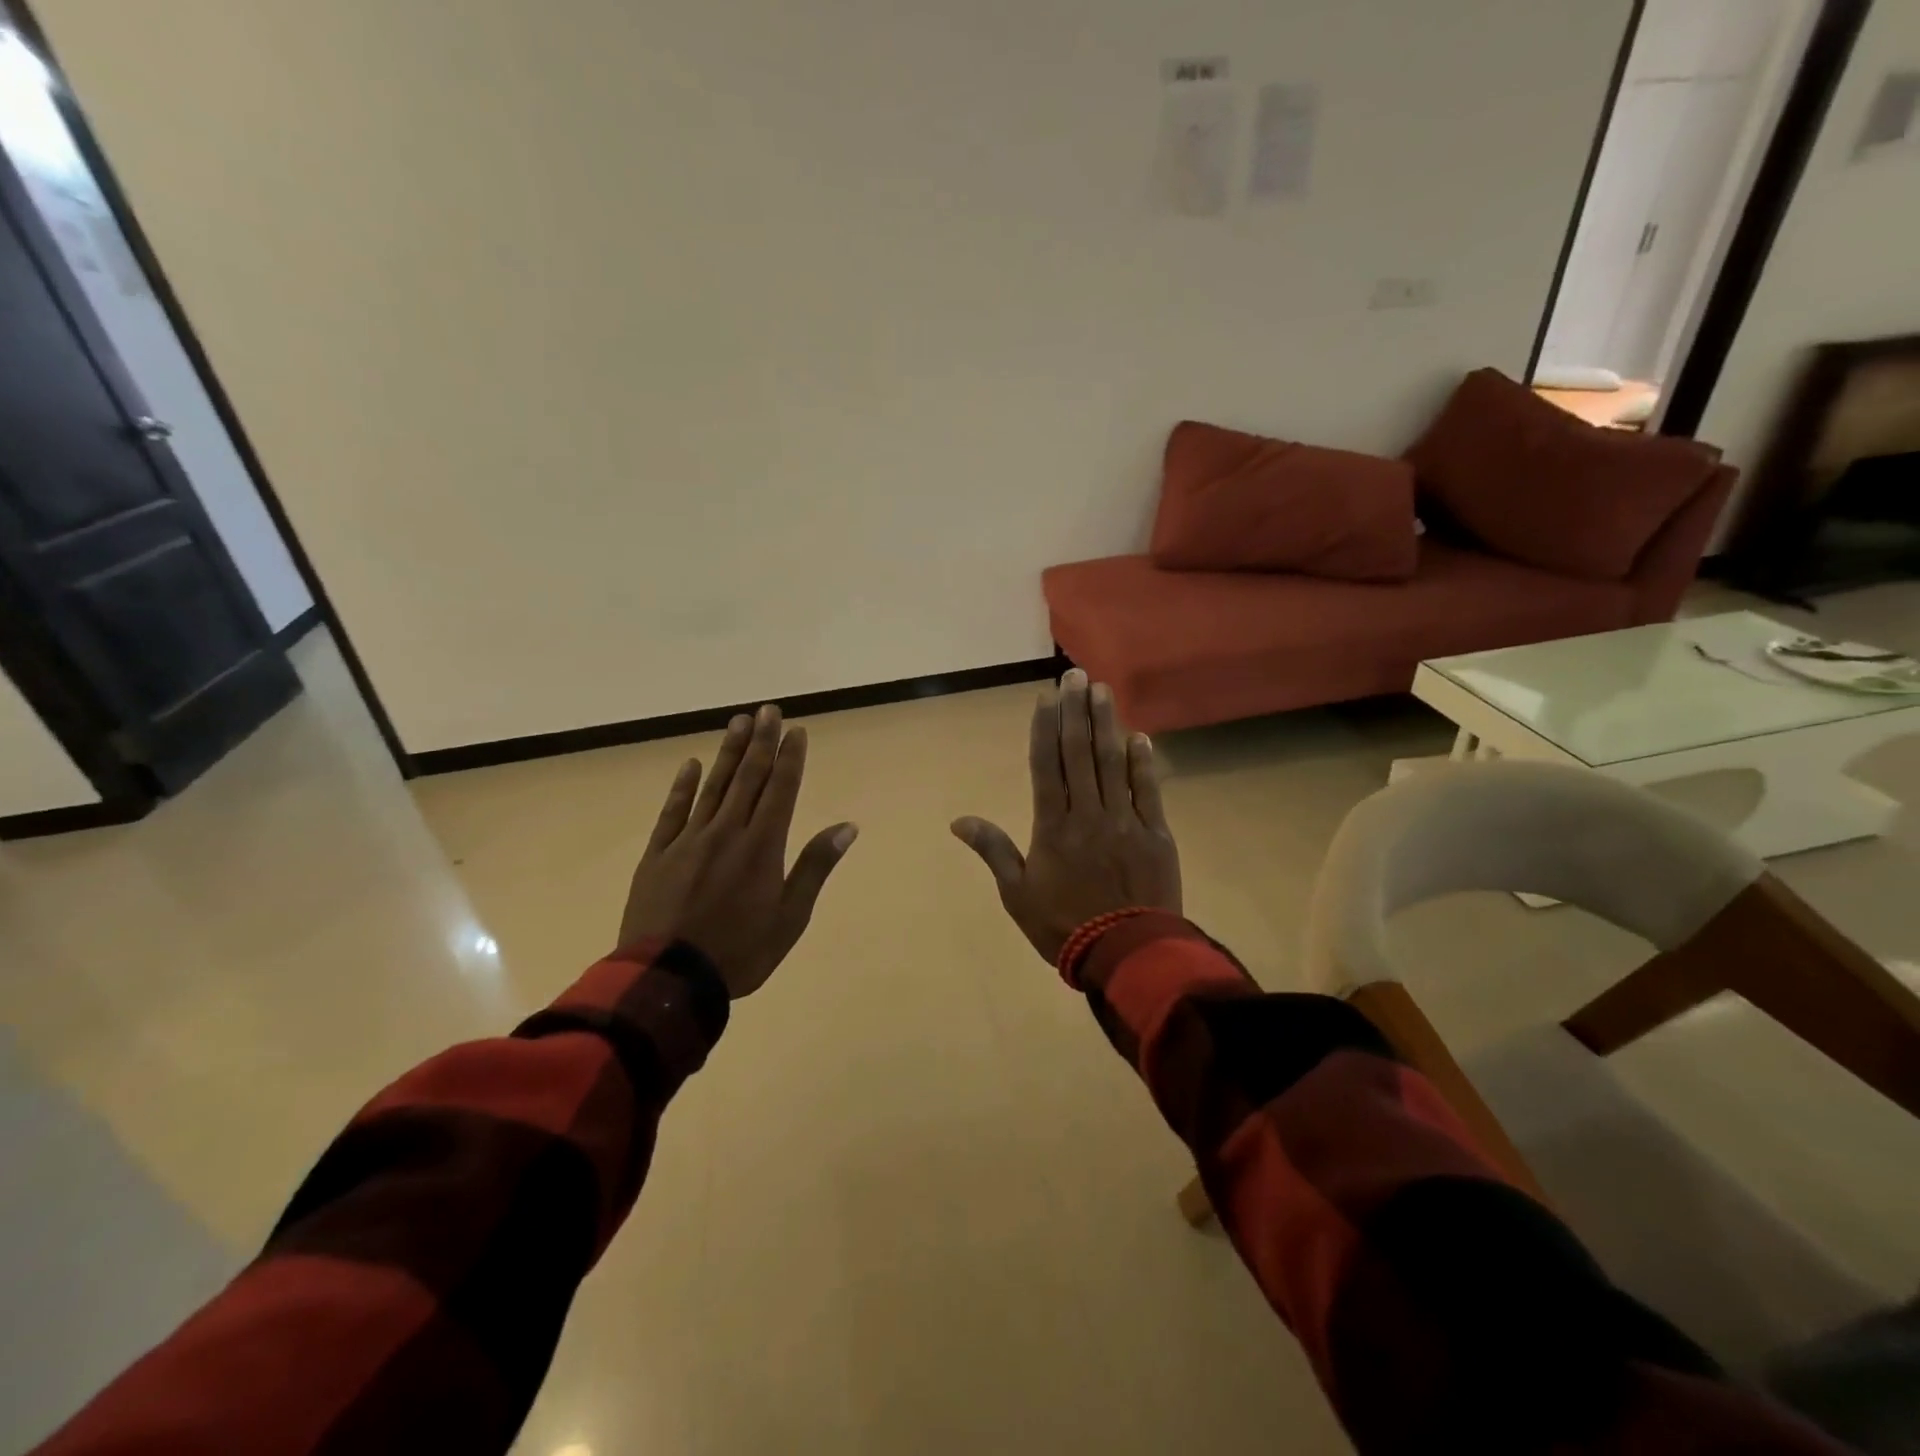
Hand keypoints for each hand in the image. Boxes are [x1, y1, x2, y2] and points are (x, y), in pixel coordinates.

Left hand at [619, 705, 857, 997]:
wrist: (668, 979)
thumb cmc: (740, 952)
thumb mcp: (790, 917)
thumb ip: (815, 867)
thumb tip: (847, 827)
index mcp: (762, 846)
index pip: (781, 790)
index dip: (790, 757)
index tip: (796, 730)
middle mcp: (727, 832)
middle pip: (748, 778)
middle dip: (761, 742)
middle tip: (767, 710)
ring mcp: (689, 840)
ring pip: (712, 786)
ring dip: (727, 753)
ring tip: (738, 723)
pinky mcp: (658, 855)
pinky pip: (672, 812)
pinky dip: (683, 787)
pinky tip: (690, 764)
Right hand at [951, 669, 1181, 964]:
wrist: (1126, 954)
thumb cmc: (1062, 926)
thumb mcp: (1016, 893)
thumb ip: (992, 850)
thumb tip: (957, 821)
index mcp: (1052, 826)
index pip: (1046, 765)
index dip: (1045, 727)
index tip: (1047, 696)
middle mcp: (1087, 813)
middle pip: (1079, 753)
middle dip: (1076, 711)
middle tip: (1077, 675)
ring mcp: (1124, 821)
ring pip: (1112, 763)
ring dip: (1107, 724)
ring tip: (1103, 691)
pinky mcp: (1155, 834)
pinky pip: (1148, 791)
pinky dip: (1143, 763)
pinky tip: (1139, 737)